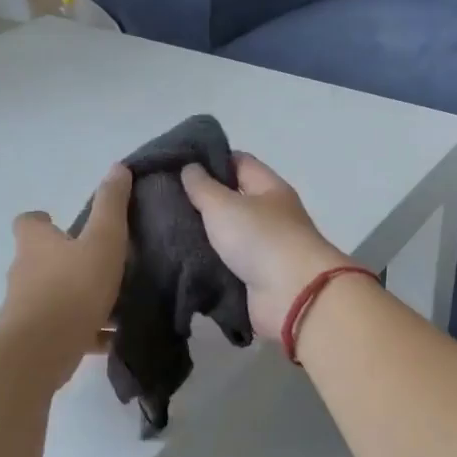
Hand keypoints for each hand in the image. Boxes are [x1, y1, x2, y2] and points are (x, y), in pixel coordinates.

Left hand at [0, 164, 129, 387]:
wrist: (41, 350)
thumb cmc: (73, 287)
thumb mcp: (102, 240)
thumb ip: (112, 206)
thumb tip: (118, 167)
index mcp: (36, 244)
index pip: (28, 223)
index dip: (42, 221)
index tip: (61, 223)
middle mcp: (25, 272)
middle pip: (41, 260)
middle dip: (67, 261)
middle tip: (100, 262)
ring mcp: (26, 308)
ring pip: (54, 297)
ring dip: (78, 297)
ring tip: (115, 303)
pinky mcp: (36, 340)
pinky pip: (64, 330)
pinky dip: (85, 331)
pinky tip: (112, 338)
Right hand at [181, 154, 348, 344]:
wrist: (293, 296)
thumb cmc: (261, 238)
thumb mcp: (224, 204)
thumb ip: (203, 186)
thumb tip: (190, 167)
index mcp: (269, 189)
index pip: (239, 163)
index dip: (210, 160)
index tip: (177, 165)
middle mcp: (270, 216)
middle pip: (232, 200)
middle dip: (200, 201)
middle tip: (163, 200)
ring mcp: (265, 250)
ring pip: (226, 236)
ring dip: (201, 236)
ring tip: (164, 231)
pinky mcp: (256, 280)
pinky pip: (227, 266)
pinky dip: (208, 264)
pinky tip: (180, 261)